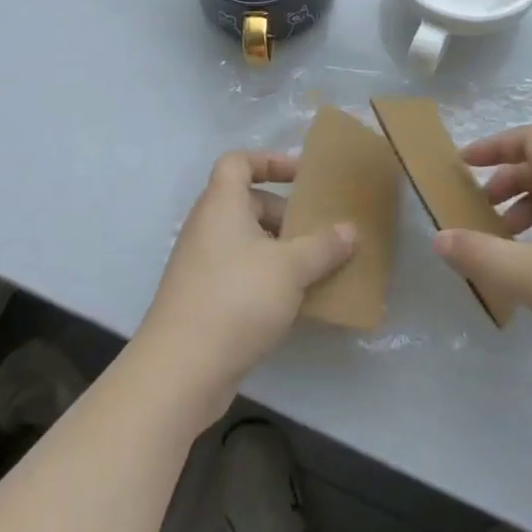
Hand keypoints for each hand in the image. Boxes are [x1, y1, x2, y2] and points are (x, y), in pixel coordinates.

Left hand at [136, 150, 355, 429]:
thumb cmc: (237, 299)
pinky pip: (242, 273)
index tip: (302, 176)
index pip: (238, 162)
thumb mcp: (290, 268)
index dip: (269, 161)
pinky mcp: (204, 299)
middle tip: (319, 230)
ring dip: (280, 250)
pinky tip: (295, 301)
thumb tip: (350, 230)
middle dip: (285, 214)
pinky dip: (267, 278)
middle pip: (248, 203)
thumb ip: (323, 246)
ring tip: (316, 267)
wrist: (181, 370)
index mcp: (221, 204)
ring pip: (247, 242)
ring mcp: (202, 265)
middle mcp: (207, 227)